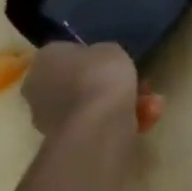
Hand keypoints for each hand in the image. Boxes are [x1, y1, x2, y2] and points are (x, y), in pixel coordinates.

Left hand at [20, 42, 165, 136]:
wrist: (98, 123)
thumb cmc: (101, 76)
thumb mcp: (112, 49)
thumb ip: (103, 54)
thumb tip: (100, 63)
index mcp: (45, 59)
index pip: (67, 53)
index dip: (94, 58)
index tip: (116, 63)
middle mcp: (39, 88)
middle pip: (79, 83)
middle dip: (110, 85)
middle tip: (140, 85)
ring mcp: (49, 117)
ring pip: (91, 106)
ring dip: (122, 105)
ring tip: (152, 105)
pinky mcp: (66, 140)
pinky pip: (96, 125)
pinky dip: (120, 122)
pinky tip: (147, 120)